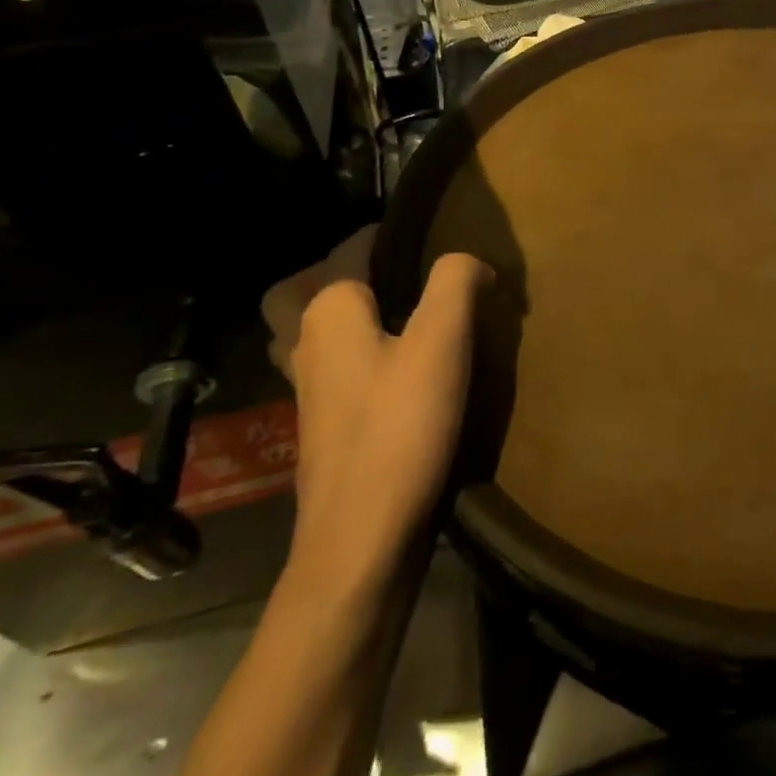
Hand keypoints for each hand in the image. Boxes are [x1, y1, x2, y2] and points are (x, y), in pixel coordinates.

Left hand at [261, 229, 494, 592]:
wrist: (361, 540)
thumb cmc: (399, 429)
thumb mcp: (442, 341)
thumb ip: (456, 281)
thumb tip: (471, 262)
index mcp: (327, 310)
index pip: (354, 245)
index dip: (399, 235)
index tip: (444, 244)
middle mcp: (304, 340)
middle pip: (307, 286)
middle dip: (348, 271)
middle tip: (404, 275)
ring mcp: (306, 386)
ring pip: (313, 328)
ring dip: (347, 312)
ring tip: (404, 314)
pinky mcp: (321, 422)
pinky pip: (331, 363)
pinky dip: (353, 351)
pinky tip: (397, 367)